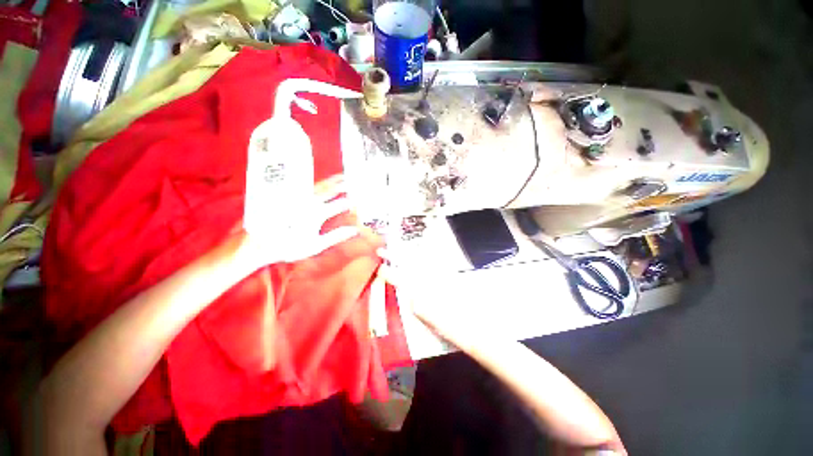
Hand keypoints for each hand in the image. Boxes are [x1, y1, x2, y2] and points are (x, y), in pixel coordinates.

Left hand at [236, 175, 358, 270]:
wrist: (260, 243)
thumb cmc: (289, 246)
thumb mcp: (315, 245)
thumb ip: (336, 236)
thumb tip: (355, 230)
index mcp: (317, 214)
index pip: (340, 204)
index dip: (352, 201)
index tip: (360, 200)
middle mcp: (309, 202)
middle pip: (330, 189)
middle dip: (344, 184)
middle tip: (354, 179)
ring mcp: (299, 197)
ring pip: (319, 185)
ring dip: (332, 180)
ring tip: (342, 176)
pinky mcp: (290, 196)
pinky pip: (307, 185)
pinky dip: (319, 182)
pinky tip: (323, 181)